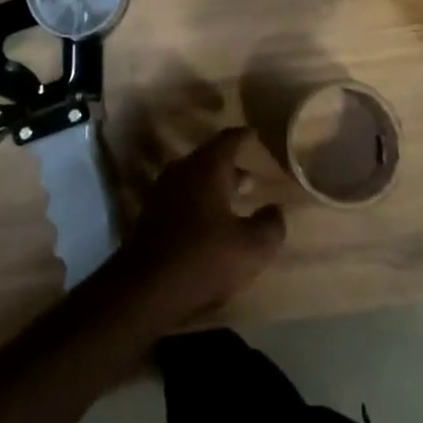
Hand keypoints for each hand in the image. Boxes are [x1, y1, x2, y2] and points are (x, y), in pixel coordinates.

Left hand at [114, 128, 284, 327]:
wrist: (147, 288)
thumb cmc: (203, 259)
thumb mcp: (250, 248)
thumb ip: (269, 226)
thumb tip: (276, 211)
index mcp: (206, 167)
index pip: (228, 140)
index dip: (244, 136)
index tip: (254, 133)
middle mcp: (183, 170)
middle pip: (210, 158)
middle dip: (232, 166)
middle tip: (250, 175)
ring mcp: (164, 190)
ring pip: (196, 179)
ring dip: (215, 186)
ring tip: (234, 200)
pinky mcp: (153, 214)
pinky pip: (183, 196)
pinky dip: (200, 202)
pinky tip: (210, 223)